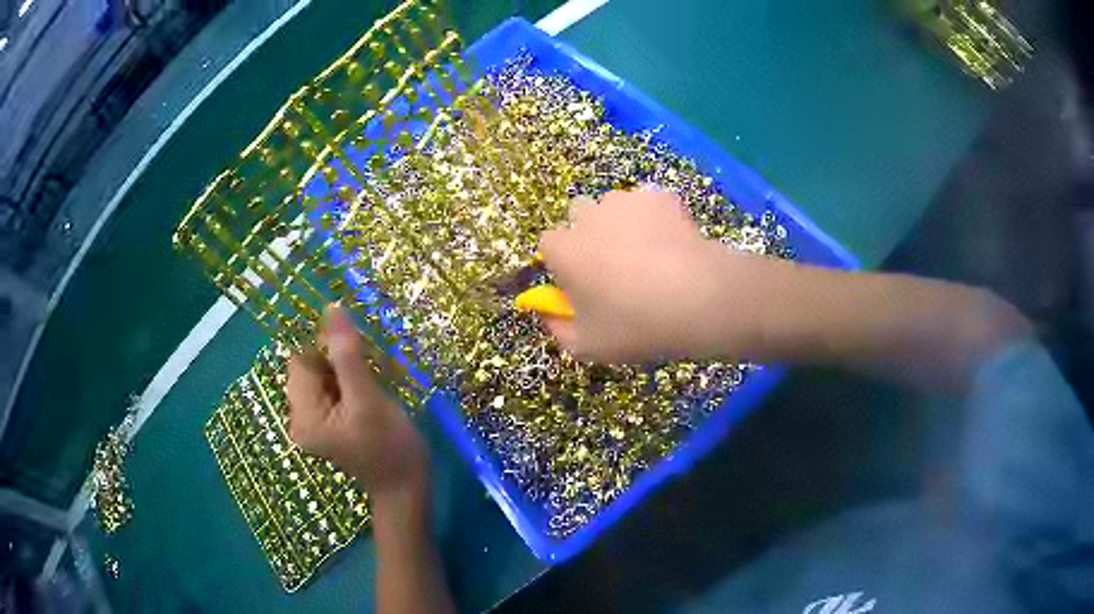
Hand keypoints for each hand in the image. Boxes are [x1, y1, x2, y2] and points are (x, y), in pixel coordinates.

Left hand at [286, 304, 428, 498]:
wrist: (406, 488)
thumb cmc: (390, 447)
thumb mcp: (368, 399)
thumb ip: (347, 355)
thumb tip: (331, 309)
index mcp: (303, 414)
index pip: (301, 359)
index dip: (326, 346)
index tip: (358, 352)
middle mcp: (299, 417)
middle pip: (309, 366)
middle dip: (338, 360)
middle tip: (369, 375)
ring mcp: (312, 422)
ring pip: (322, 375)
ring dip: (346, 370)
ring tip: (372, 389)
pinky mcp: (326, 424)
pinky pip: (330, 389)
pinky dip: (348, 383)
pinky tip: (368, 397)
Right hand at [539, 188, 784, 362]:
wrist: (700, 298)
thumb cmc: (636, 326)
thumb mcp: (588, 346)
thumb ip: (558, 329)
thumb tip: (549, 314)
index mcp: (563, 249)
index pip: (549, 245)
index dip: (564, 263)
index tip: (583, 284)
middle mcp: (587, 216)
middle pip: (579, 216)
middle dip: (590, 234)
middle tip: (616, 267)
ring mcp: (625, 201)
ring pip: (614, 208)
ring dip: (622, 224)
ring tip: (651, 256)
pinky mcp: (658, 196)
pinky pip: (648, 205)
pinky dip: (655, 220)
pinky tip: (674, 247)